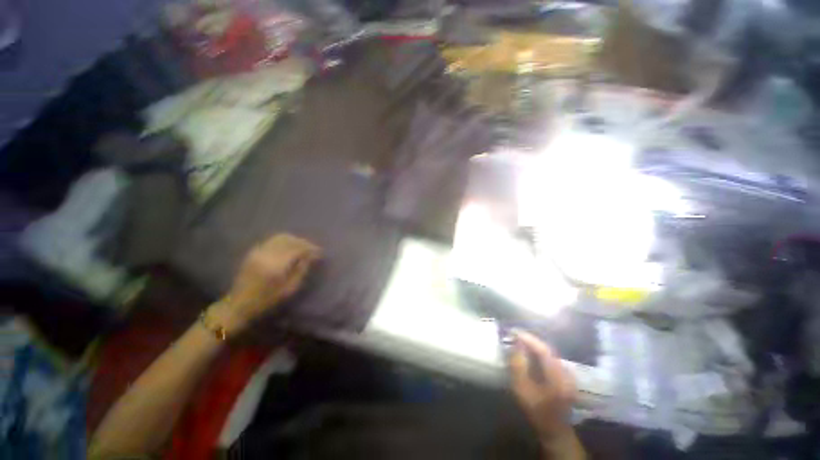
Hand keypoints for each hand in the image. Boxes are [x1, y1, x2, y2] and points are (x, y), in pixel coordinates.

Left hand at [209, 233, 320, 332]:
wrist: (239, 304)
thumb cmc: (267, 300)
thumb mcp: (289, 289)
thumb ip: (302, 270)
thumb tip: (312, 256)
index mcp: (276, 265)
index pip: (298, 249)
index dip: (311, 248)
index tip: (320, 252)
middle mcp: (267, 254)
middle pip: (290, 240)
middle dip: (304, 243)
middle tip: (313, 249)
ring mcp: (259, 251)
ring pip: (281, 237)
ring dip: (295, 240)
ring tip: (303, 247)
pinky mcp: (254, 251)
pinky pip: (272, 240)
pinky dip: (284, 240)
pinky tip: (290, 247)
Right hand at [510, 330, 575, 442]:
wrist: (554, 430)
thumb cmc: (536, 411)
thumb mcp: (523, 390)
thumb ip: (518, 367)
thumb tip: (514, 345)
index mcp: (558, 377)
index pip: (543, 350)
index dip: (528, 339)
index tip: (514, 332)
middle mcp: (566, 372)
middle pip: (547, 349)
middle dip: (531, 340)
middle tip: (515, 334)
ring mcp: (568, 374)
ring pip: (549, 353)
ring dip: (534, 345)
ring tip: (520, 341)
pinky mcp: (565, 376)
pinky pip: (550, 359)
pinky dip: (539, 353)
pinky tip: (530, 353)